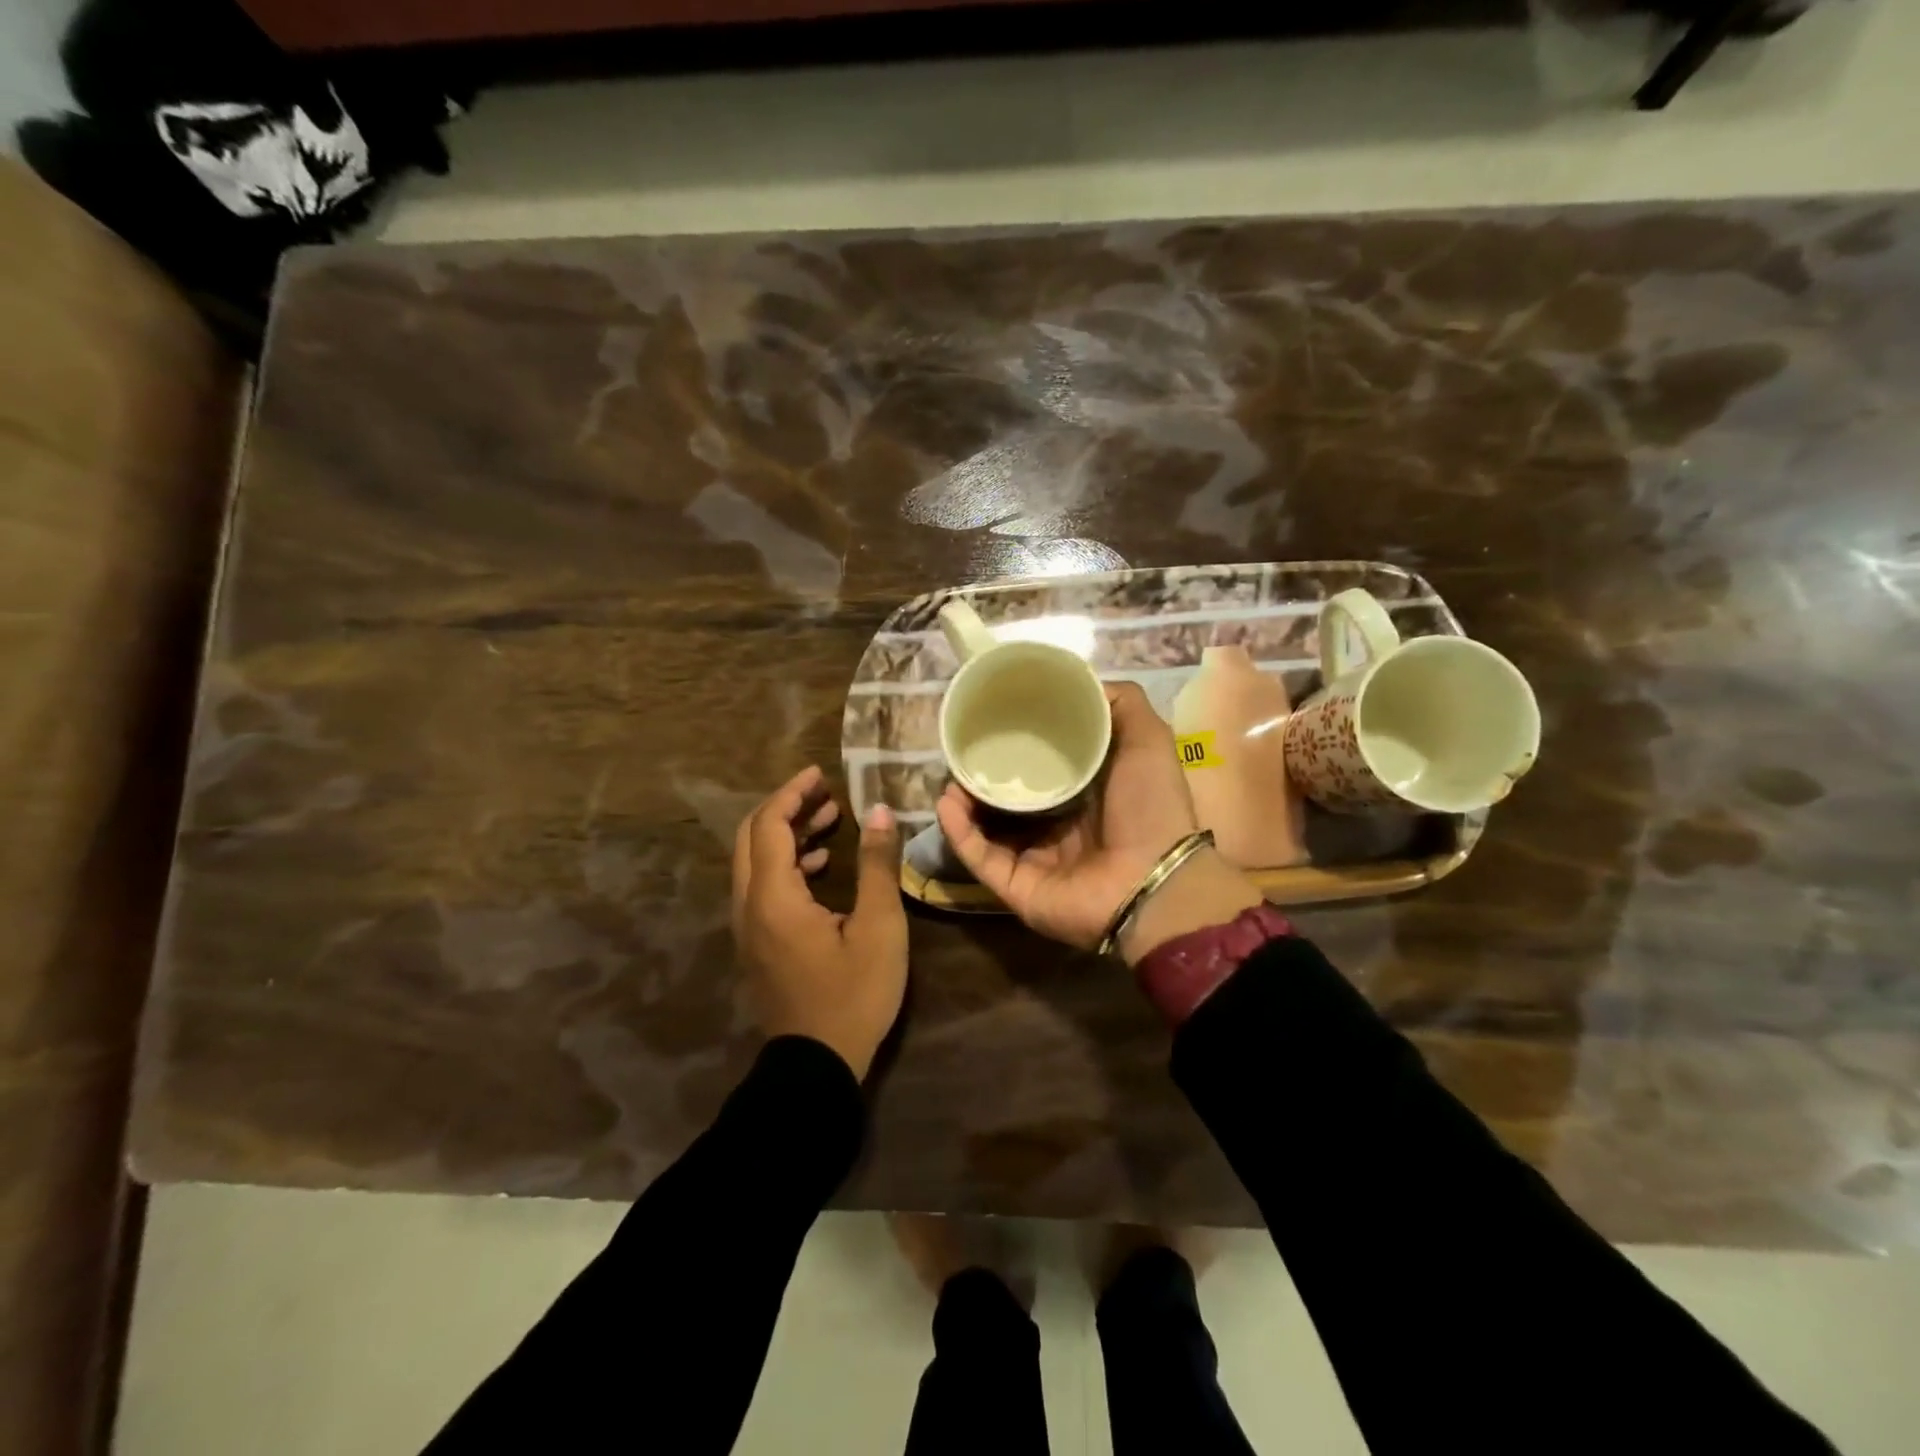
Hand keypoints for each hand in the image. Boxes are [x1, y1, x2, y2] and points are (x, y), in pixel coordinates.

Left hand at [732, 765, 906, 1079]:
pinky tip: (819, 866)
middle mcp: (749, 905)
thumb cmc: (853, 995)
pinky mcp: (756, 944)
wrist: (815, 1066)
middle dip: (787, 807)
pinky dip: (785, 864)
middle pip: (753, 837)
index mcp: (773, 896)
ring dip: (786, 835)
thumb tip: (878, 811)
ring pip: (755, 862)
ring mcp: (748, 927)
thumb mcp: (879, 928)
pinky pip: (760, 886)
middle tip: (825, 793)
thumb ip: (877, 865)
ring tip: (829, 821)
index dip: (793, 793)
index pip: (770, 824)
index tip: (821, 774)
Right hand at [935, 682, 1223, 952]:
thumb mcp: (1148, 740)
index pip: (1045, 767)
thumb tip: (1085, 682)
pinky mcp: (1016, 886)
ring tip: (951, 775)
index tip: (999, 719)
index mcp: (1087, 795)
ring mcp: (1035, 859)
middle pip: (1010, 798)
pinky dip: (959, 832)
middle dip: (985, 775)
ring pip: (987, 827)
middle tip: (964, 749)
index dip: (1021, 745)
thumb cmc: (1151, 807)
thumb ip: (1123, 705)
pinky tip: (946, 803)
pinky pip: (980, 857)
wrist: (1156, 881)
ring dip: (964, 801)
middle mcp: (1058, 827)